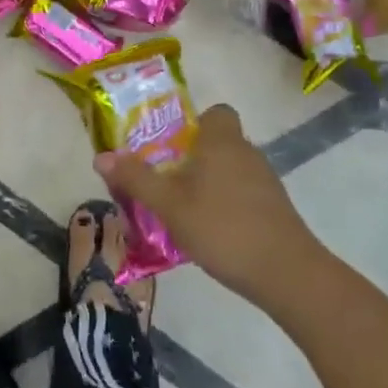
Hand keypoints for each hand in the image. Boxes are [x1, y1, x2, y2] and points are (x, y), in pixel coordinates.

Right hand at [94, 103, 321, 309]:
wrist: (287, 274)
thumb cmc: (223, 228)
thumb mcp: (169, 205)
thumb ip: (136, 179)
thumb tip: (100, 156)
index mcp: (221, 141)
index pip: (216, 112)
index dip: (194, 122)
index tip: (170, 143)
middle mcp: (246, 152)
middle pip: (217, 142)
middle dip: (191, 156)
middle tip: (163, 178)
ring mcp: (265, 181)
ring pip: (229, 169)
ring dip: (207, 182)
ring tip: (179, 207)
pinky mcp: (274, 208)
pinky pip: (242, 192)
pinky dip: (224, 203)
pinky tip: (208, 230)